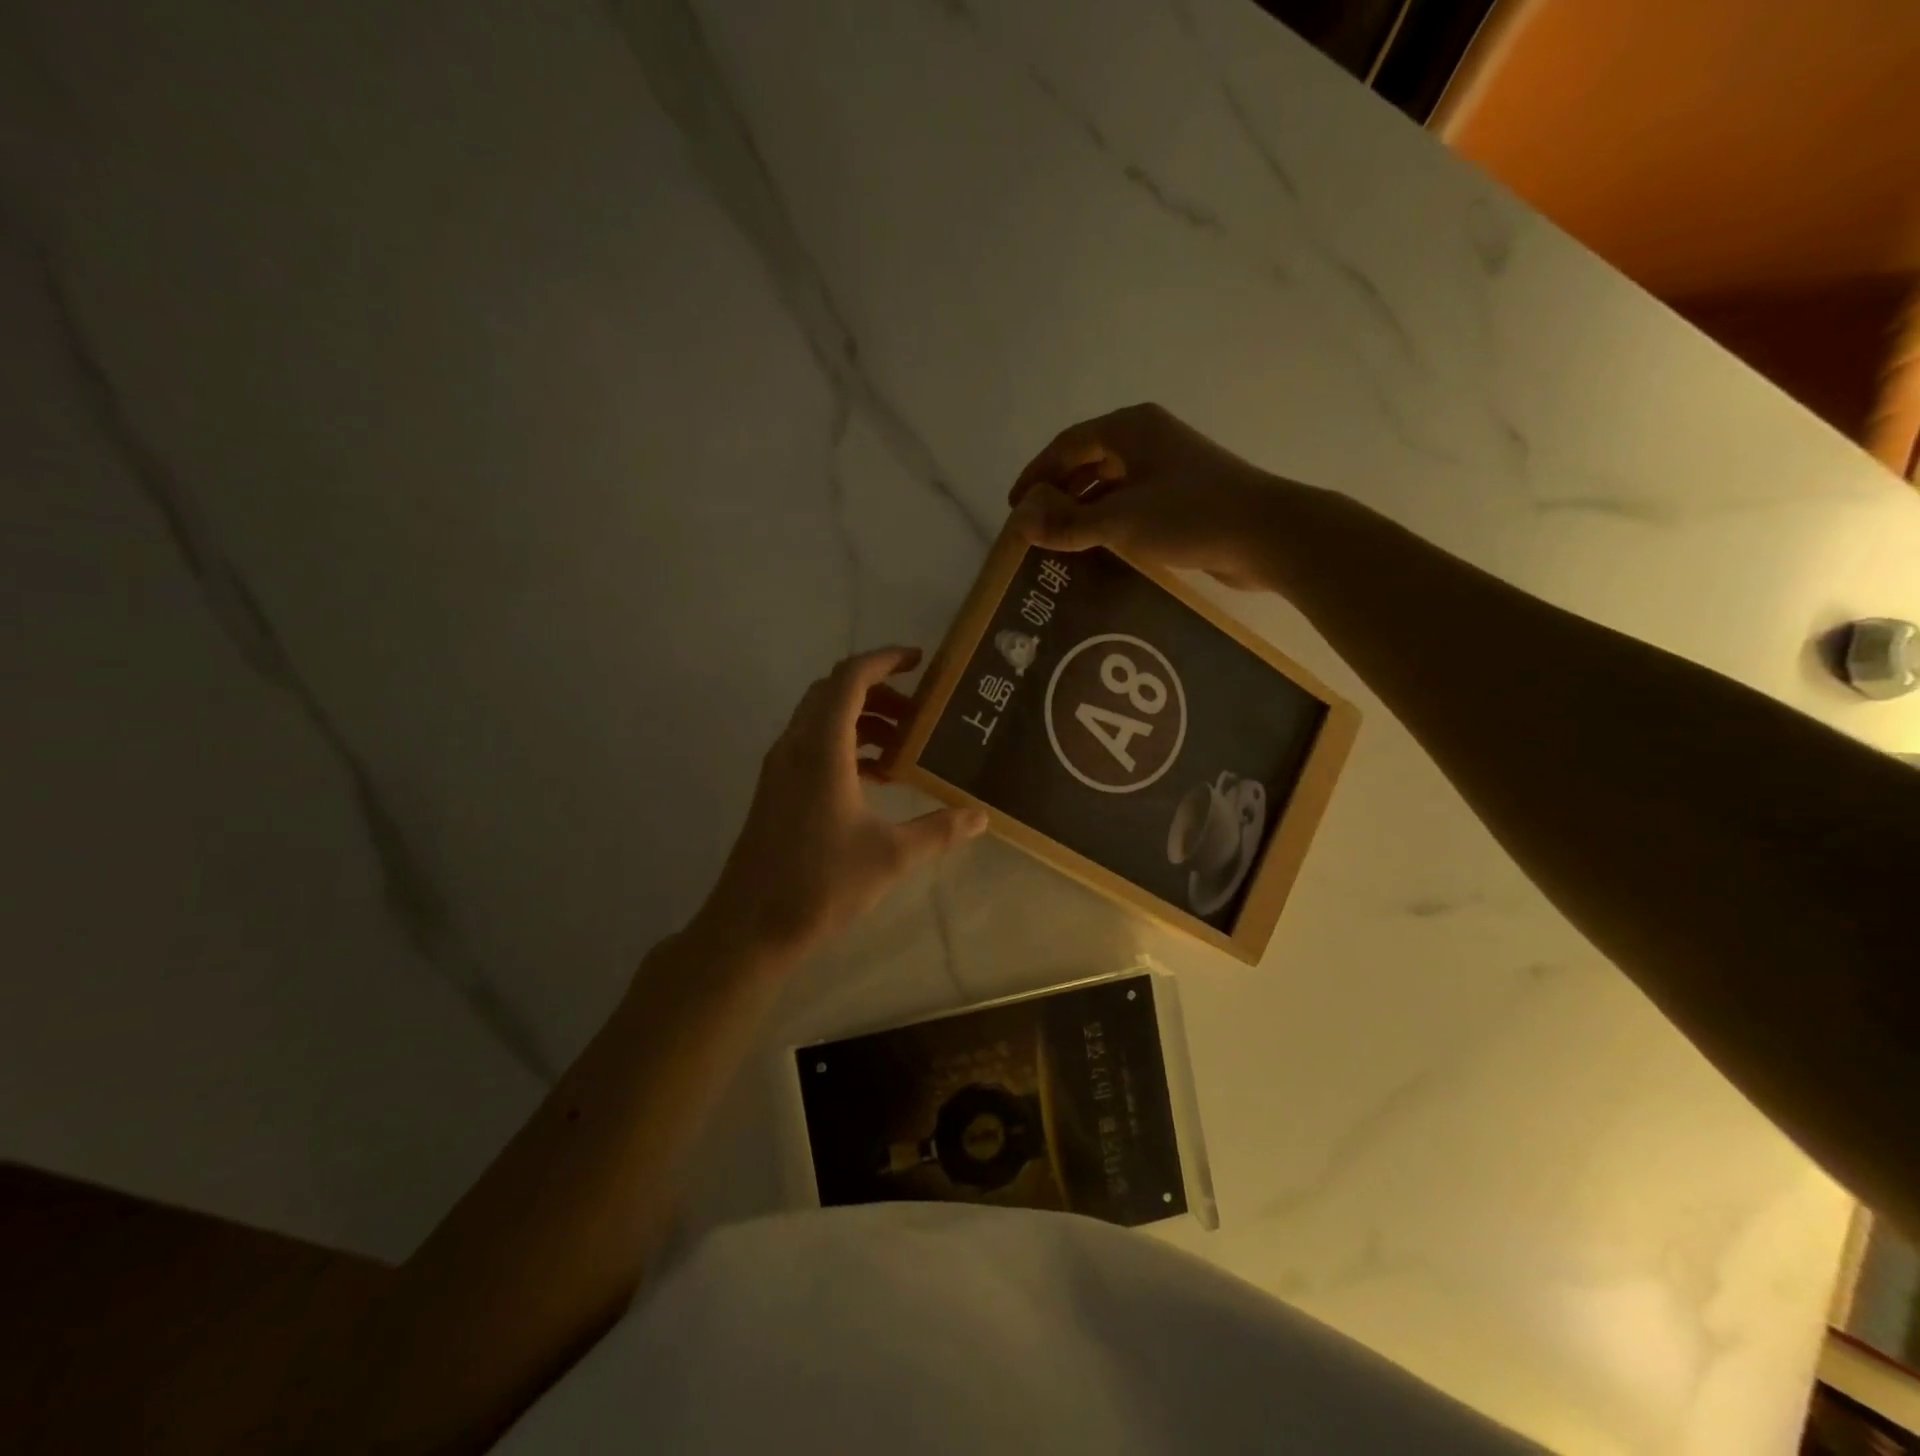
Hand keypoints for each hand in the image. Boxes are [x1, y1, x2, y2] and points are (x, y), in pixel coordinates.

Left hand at [702, 647, 987, 961]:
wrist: (751, 925)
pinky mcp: (777, 789)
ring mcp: (781, 767)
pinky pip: (813, 745)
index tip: (920, 662)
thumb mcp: (891, 856)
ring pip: (822, 719)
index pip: (851, 678)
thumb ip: (939, 830)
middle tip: (920, 712)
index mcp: (822, 748)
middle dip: (879, 691)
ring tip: (905, 746)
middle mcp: (796, 745)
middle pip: (834, 691)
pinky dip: (847, 745)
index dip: (885, 660)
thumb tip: (981, 816)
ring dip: (863, 719)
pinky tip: (877, 778)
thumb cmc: (821, 883)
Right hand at [1007, 402, 1280, 587]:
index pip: (1067, 445)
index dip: (1036, 475)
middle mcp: (1147, 440)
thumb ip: (1068, 522)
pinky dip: (1109, 523)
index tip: (1014, 507)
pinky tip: (1097, 551)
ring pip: (1110, 486)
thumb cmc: (1190, 516)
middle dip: (1058, 494)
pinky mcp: (1183, 497)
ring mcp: (1168, 468)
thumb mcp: (1120, 521)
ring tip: (1058, 544)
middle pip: (1088, 462)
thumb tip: (1021, 522)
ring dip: (1083, 512)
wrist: (1267, 535)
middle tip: (1034, 529)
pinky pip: (1132, 505)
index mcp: (1130, 429)